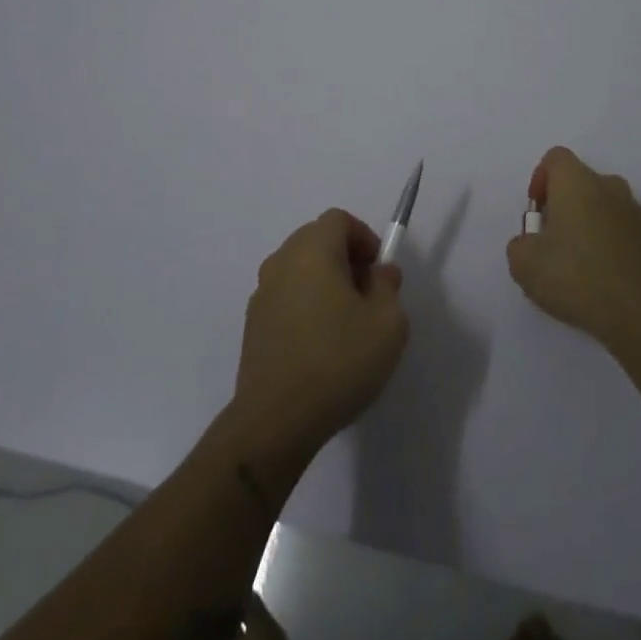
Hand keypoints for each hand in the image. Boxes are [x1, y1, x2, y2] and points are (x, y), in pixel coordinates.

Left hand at [232, 210, 409, 461]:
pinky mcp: (252, 325)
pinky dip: (304, 305)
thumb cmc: (338, 361)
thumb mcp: (387, 323)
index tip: (377, 270)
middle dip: (345, 257)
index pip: (338, 219)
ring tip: (344, 323)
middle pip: (315, 239)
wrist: (276, 420)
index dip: (363, 236)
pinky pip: (285, 297)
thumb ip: (388, 287)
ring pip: (299, 269)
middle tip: (366, 294)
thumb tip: (379, 273)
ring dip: (323, 282)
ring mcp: (261, 294)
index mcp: (312, 251)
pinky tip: (319, 346)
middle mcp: (281, 262)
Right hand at [507, 146, 640, 347]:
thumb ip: (520, 245)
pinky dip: (610, 243)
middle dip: (564, 205)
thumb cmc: (576, 276)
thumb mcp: (524, 264)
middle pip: (580, 182)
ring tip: (579, 263)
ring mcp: (635, 211)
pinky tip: (603, 276)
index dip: (540, 179)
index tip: (537, 213)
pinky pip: (622, 229)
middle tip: (553, 241)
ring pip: (604, 205)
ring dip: (589, 224)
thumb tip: (532, 243)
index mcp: (576, 181)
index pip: (555, 158)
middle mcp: (609, 186)